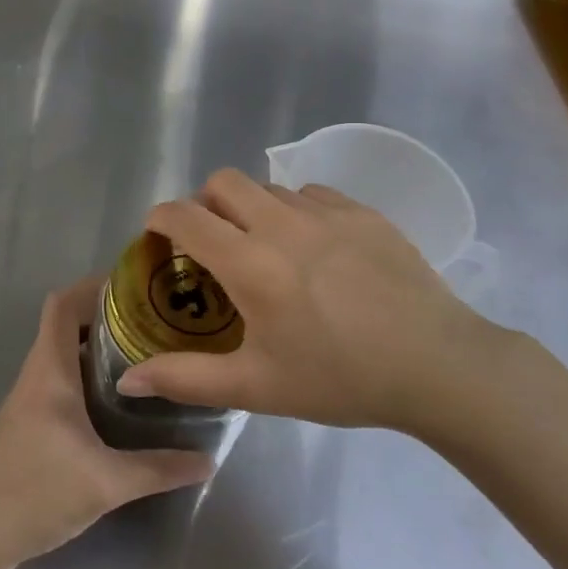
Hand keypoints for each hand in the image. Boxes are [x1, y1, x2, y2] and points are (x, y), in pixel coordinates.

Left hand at [0, 276, 214, 568]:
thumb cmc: (36, 494)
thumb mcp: (107, 484)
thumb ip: (159, 469)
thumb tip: (208, 460)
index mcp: (49, 373)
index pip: (62, 305)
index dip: (92, 286)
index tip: (135, 287)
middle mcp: (35, 376)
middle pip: (64, 324)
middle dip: (105, 316)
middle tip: (152, 322)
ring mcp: (26, 400)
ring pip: (60, 353)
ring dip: (94, 346)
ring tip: (141, 354)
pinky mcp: (24, 423)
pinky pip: (56, 378)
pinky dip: (83, 372)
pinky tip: (112, 399)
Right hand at [115, 170, 535, 440]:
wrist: (439, 366)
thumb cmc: (340, 379)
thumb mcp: (257, 387)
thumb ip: (186, 378)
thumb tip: (128, 380)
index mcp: (250, 264)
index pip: (185, 216)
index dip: (160, 219)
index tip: (158, 237)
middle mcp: (282, 224)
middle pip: (222, 181)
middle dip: (204, 203)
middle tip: (213, 243)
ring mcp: (327, 212)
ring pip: (268, 187)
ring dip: (251, 208)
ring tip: (266, 249)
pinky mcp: (363, 211)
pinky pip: (312, 194)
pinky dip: (295, 212)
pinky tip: (314, 250)